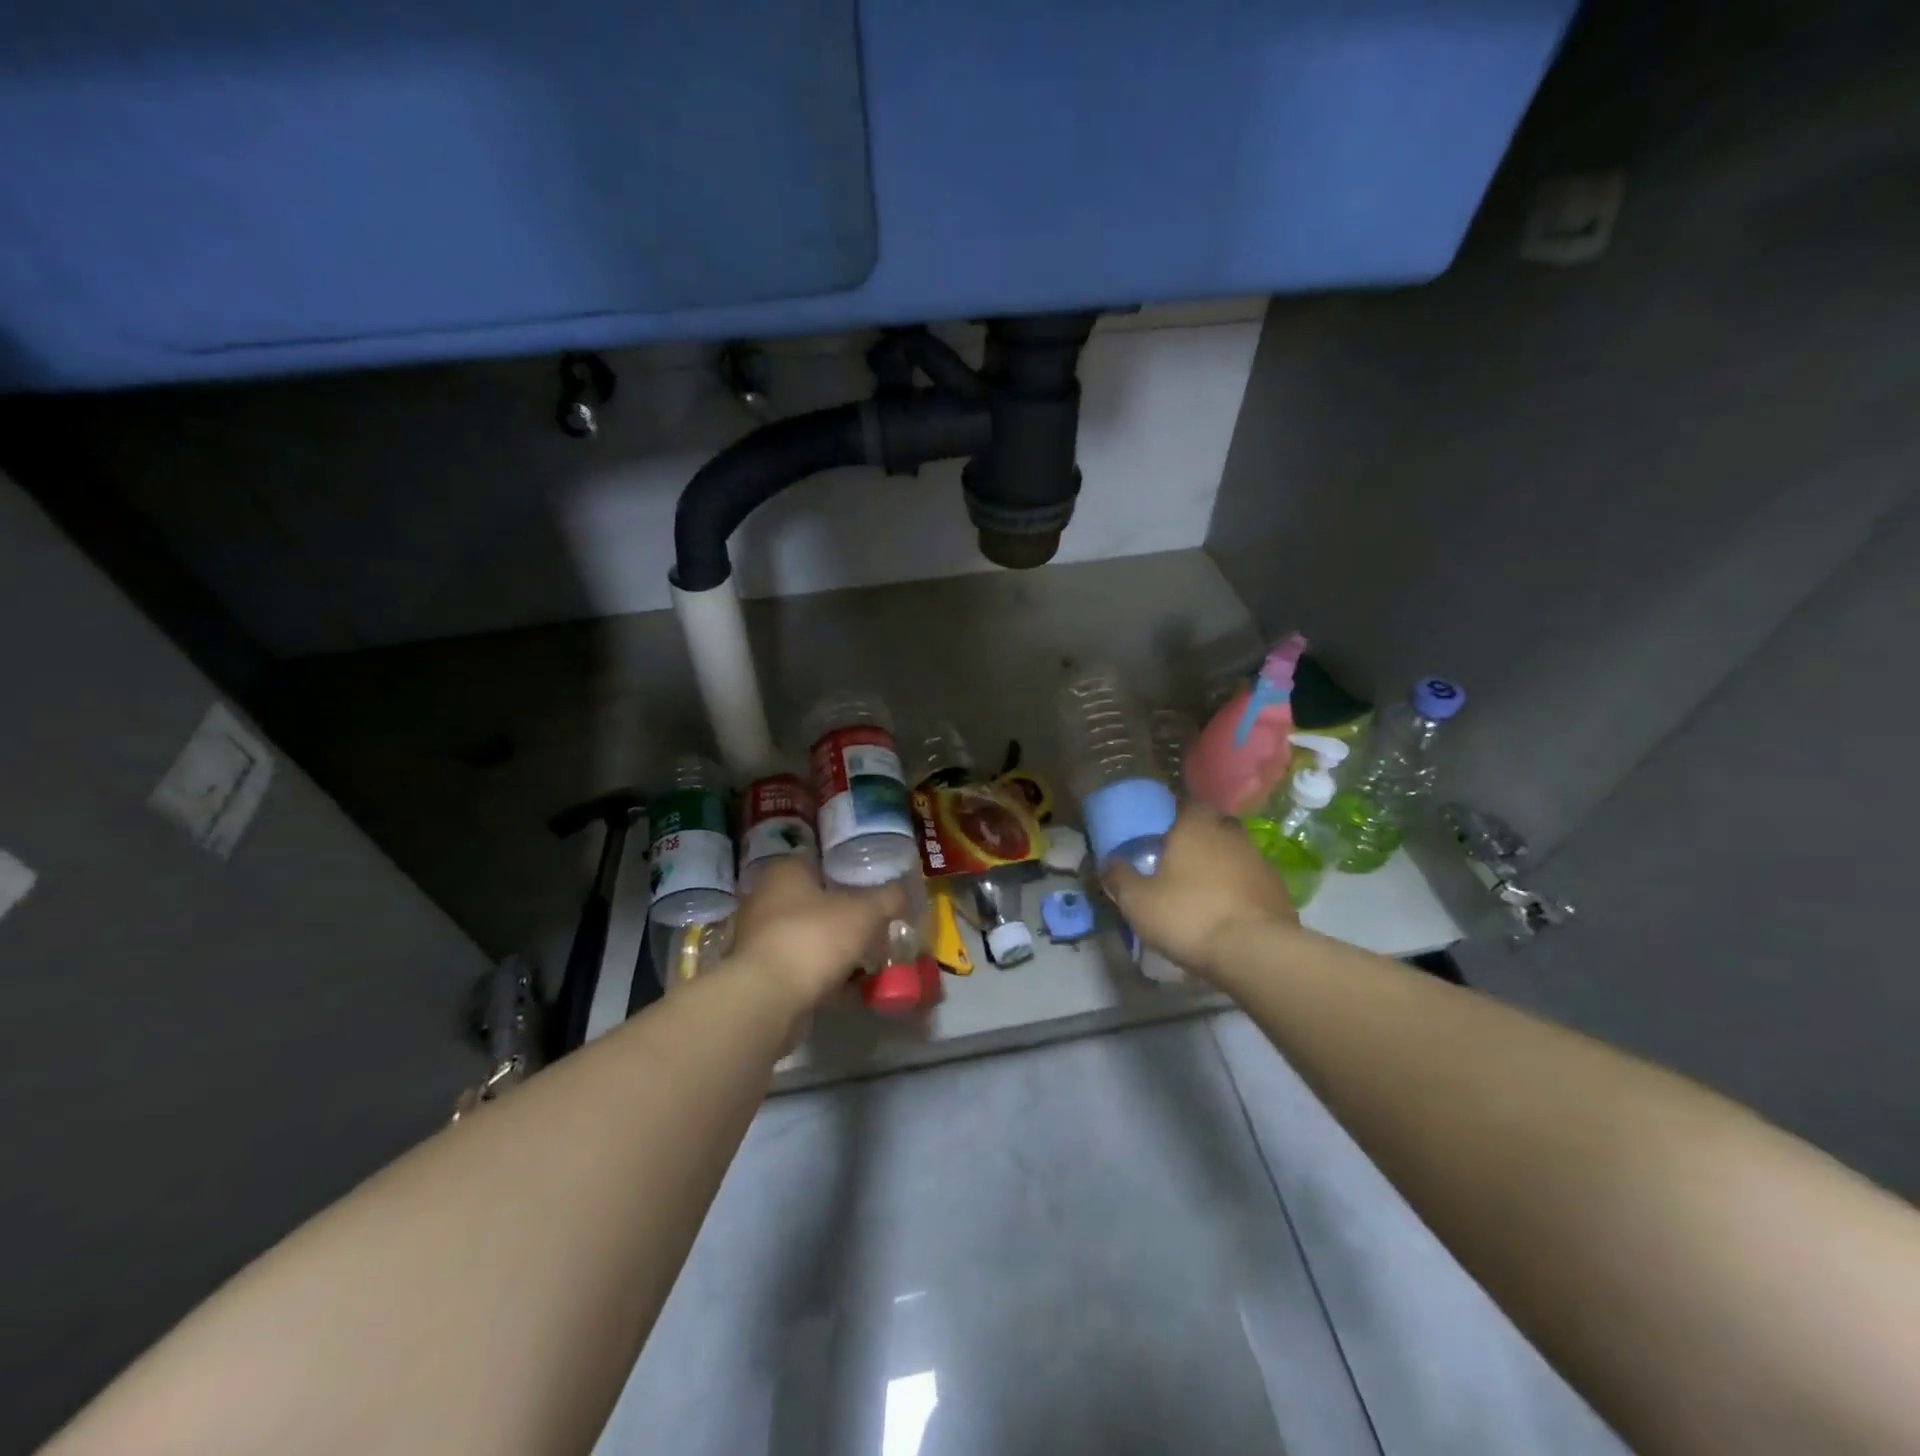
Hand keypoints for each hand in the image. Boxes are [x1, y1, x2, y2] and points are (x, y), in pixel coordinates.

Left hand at [724, 858, 905, 1014]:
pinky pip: (802, 969)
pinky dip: (825, 976)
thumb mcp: (865, 912)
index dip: (848, 870)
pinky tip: (853, 988)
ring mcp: (759, 939)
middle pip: (814, 901)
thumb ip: (888, 898)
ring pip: (808, 937)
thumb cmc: (815, 938)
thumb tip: (904, 890)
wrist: (768, 999)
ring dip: (835, 948)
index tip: (873, 886)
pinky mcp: (761, 976)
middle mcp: (765, 899)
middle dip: (844, 914)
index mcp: (784, 871)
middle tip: (876, 924)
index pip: (819, 860)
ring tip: (870, 959)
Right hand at [1105, 806, 1295, 981]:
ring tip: (1201, 890)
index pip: (1185, 803)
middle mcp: (1230, 834)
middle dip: (1197, 838)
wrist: (1255, 952)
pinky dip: (1238, 889)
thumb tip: (1109, 864)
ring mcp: (1259, 861)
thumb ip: (1120, 878)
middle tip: (1177, 860)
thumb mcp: (1137, 901)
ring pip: (1234, 852)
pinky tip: (1225, 910)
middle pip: (1212, 825)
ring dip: (1219, 865)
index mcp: (1195, 826)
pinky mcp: (1278, 890)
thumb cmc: (1188, 915)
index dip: (1172, 814)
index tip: (1159, 831)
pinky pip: (1250, 880)